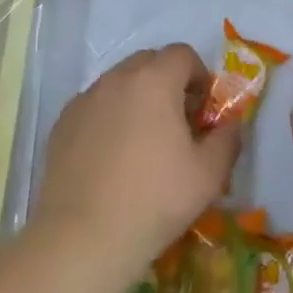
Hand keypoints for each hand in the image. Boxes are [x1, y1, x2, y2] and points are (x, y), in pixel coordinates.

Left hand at [32, 44, 240, 277]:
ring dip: (137, 99)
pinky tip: (112, 158)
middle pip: (148, 62)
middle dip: (168, 82)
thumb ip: (227, 139)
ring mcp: (84, 100)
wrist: (84, 237)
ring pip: (118, 84)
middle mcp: (116, 79)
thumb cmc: (155, 200)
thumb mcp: (209, 174)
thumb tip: (231, 124)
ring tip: (143, 142)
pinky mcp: (62, 124)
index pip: (182, 54)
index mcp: (154, 80)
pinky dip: (108, 118)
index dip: (199, 76)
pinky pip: (94, 107)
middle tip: (177, 123)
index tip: (203, 110)